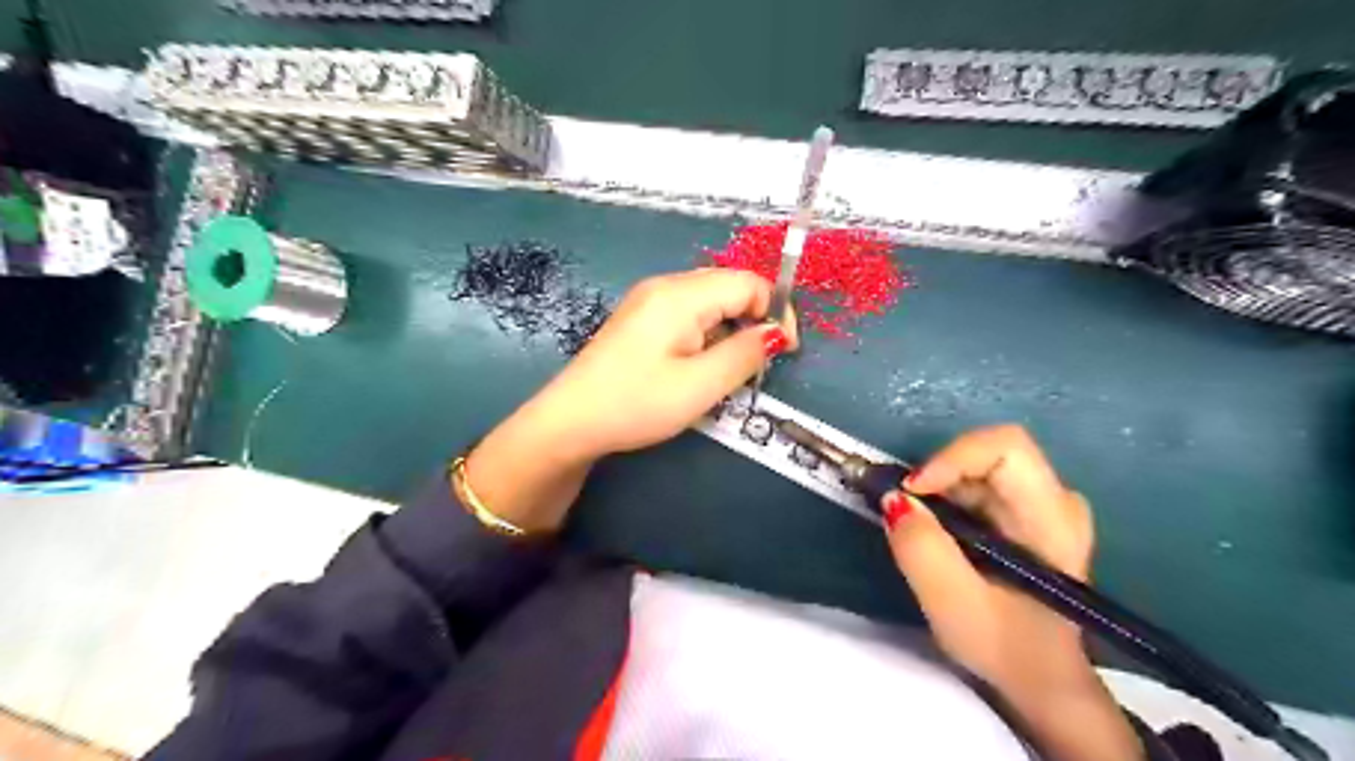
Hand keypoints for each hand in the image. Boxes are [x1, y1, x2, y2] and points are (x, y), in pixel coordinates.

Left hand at [524, 270, 797, 460]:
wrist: (571, 421)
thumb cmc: (637, 403)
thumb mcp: (700, 386)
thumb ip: (745, 354)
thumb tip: (776, 333)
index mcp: (681, 294)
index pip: (749, 282)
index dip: (775, 312)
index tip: (783, 353)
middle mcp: (665, 285)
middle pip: (729, 287)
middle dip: (754, 320)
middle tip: (757, 365)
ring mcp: (649, 300)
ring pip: (710, 302)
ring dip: (730, 330)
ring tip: (726, 371)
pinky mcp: (640, 318)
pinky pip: (688, 314)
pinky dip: (707, 334)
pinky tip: (698, 366)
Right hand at [884, 424, 1135, 760]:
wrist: (1043, 681)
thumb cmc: (1006, 648)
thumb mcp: (953, 605)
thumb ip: (921, 549)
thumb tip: (893, 499)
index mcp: (1052, 518)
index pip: (1006, 447)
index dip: (952, 457)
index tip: (912, 490)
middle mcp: (1056, 499)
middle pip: (988, 453)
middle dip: (938, 475)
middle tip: (907, 510)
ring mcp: (1043, 504)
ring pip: (978, 466)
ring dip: (939, 489)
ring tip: (919, 527)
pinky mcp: (1025, 513)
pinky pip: (978, 483)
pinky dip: (946, 498)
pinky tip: (938, 533)